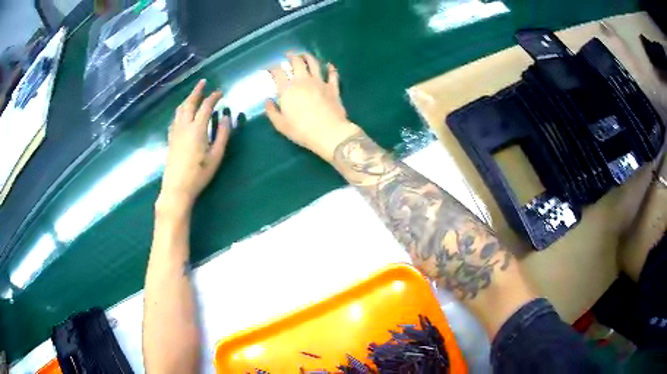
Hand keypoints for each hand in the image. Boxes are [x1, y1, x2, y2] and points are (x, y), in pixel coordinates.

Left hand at [158, 79, 229, 212]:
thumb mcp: (216, 156)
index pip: (206, 106)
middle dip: (197, 91)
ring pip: (180, 109)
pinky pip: (175, 118)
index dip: (213, 97)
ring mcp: (175, 132)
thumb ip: (223, 135)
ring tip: (193, 94)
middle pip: (189, 103)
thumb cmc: (199, 174)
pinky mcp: (170, 139)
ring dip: (187, 99)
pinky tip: (182, 113)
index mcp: (197, 129)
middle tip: (203, 82)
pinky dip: (180, 110)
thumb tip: (227, 117)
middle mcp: (184, 126)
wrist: (176, 188)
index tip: (220, 92)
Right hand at [266, 53, 359, 161]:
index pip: (278, 72)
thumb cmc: (302, 131)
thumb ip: (272, 111)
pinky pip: (332, 74)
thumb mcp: (281, 125)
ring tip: (304, 55)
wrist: (329, 133)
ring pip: (314, 63)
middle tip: (288, 54)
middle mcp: (303, 81)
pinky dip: (331, 68)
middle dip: (291, 56)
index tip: (269, 68)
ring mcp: (320, 82)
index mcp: (288, 89)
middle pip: (297, 62)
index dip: (272, 68)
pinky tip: (329, 65)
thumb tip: (267, 101)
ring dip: (308, 57)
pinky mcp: (333, 87)